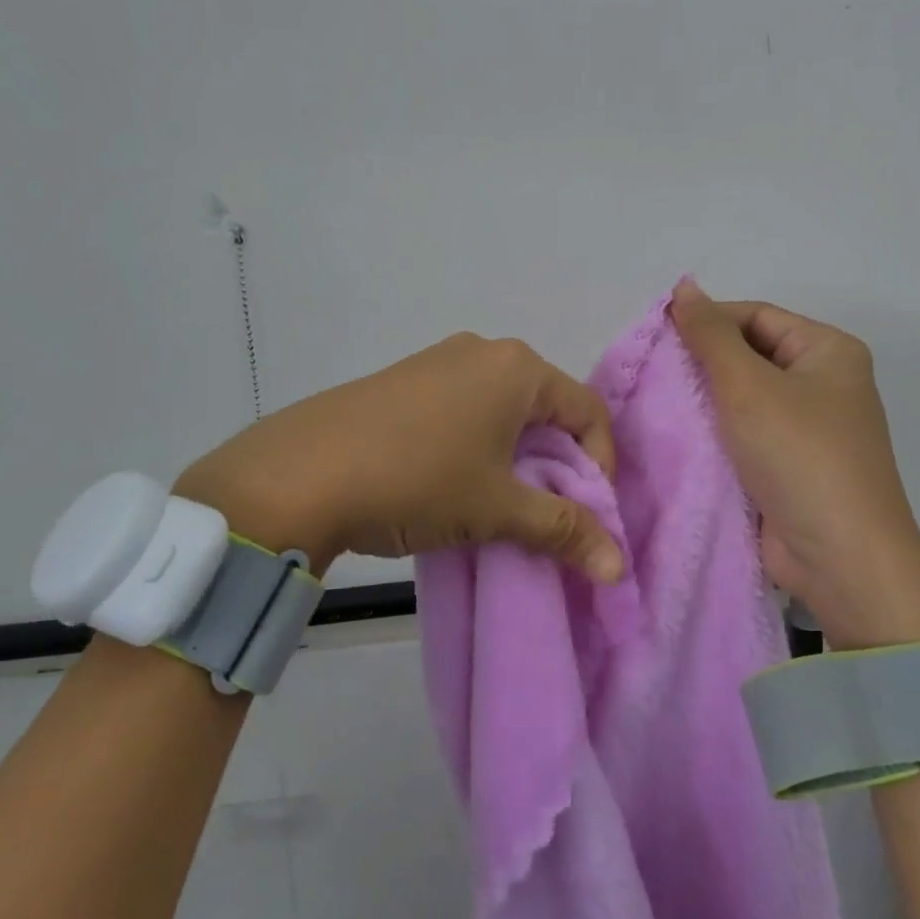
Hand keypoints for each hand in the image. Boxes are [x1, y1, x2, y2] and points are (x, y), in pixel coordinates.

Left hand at [171, 335, 624, 583]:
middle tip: (546, 516)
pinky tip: (452, 485)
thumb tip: (618, 567)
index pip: (588, 412)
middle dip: (556, 466)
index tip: (586, 517)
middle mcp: (482, 351)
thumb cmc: (418, 480)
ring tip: (499, 507)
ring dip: (515, 459)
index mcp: (518, 367)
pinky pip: (462, 410)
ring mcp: (438, 361)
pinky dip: (476, 447)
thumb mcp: (498, 509)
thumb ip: (563, 530)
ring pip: (502, 411)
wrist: (301, 472)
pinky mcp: (404, 381)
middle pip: (546, 409)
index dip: (600, 469)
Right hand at [669, 278, 919, 646]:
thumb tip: (684, 288)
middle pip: (750, 354)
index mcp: (828, 351)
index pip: (757, 315)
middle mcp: (823, 384)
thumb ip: (710, 335)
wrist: (840, 558)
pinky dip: (715, 433)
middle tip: (652, 371)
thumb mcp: (748, 385)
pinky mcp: (790, 466)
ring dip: (704, 399)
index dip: (707, 319)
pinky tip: (677, 434)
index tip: (657, 337)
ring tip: (656, 400)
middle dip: (702, 361)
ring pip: (744, 398)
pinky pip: (745, 434)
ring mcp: (808, 428)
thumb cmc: (798, 455)